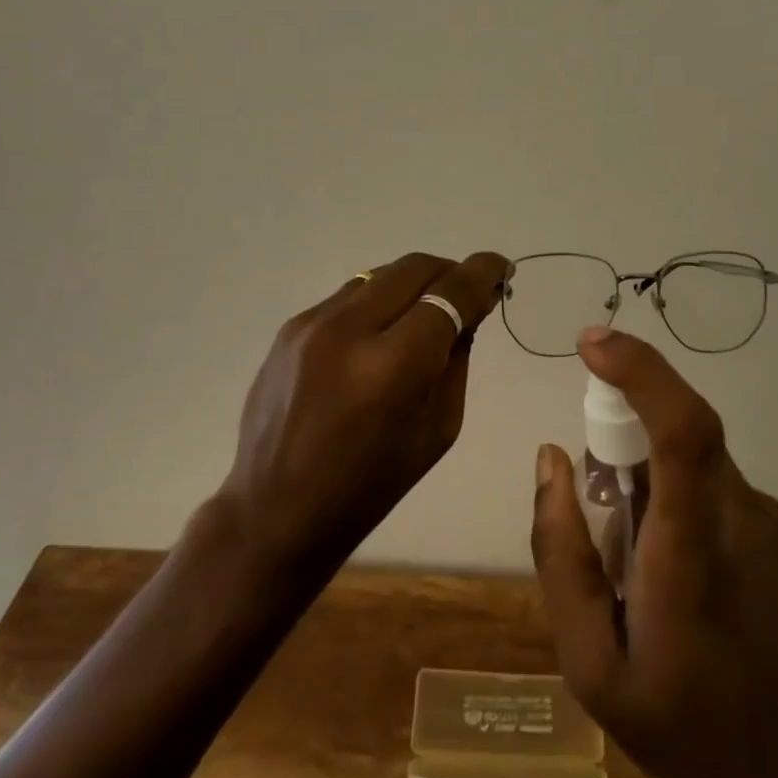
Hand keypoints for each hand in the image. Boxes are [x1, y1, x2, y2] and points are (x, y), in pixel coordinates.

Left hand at [219, 250, 510, 580]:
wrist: (275, 510)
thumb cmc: (369, 485)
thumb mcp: (437, 428)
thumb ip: (457, 357)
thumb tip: (470, 307)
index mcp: (391, 367)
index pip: (450, 294)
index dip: (483, 272)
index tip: (502, 267)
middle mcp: (349, 330)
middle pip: (415, 268)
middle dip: (449, 272)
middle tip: (466, 293)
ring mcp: (312, 323)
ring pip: (381, 274)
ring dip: (413, 284)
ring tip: (424, 312)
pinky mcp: (291, 326)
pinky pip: (350, 295)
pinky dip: (378, 302)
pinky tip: (380, 332)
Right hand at [531, 329, 777, 777]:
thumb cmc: (688, 728)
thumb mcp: (592, 665)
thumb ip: (560, 554)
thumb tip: (551, 458)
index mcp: (693, 545)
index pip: (681, 425)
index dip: (638, 369)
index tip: (590, 343)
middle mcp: (740, 513)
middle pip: (678, 430)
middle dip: (622, 435)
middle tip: (597, 500)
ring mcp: (769, 519)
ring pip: (691, 460)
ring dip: (650, 482)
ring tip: (638, 571)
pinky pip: (712, 486)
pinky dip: (678, 501)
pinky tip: (677, 578)